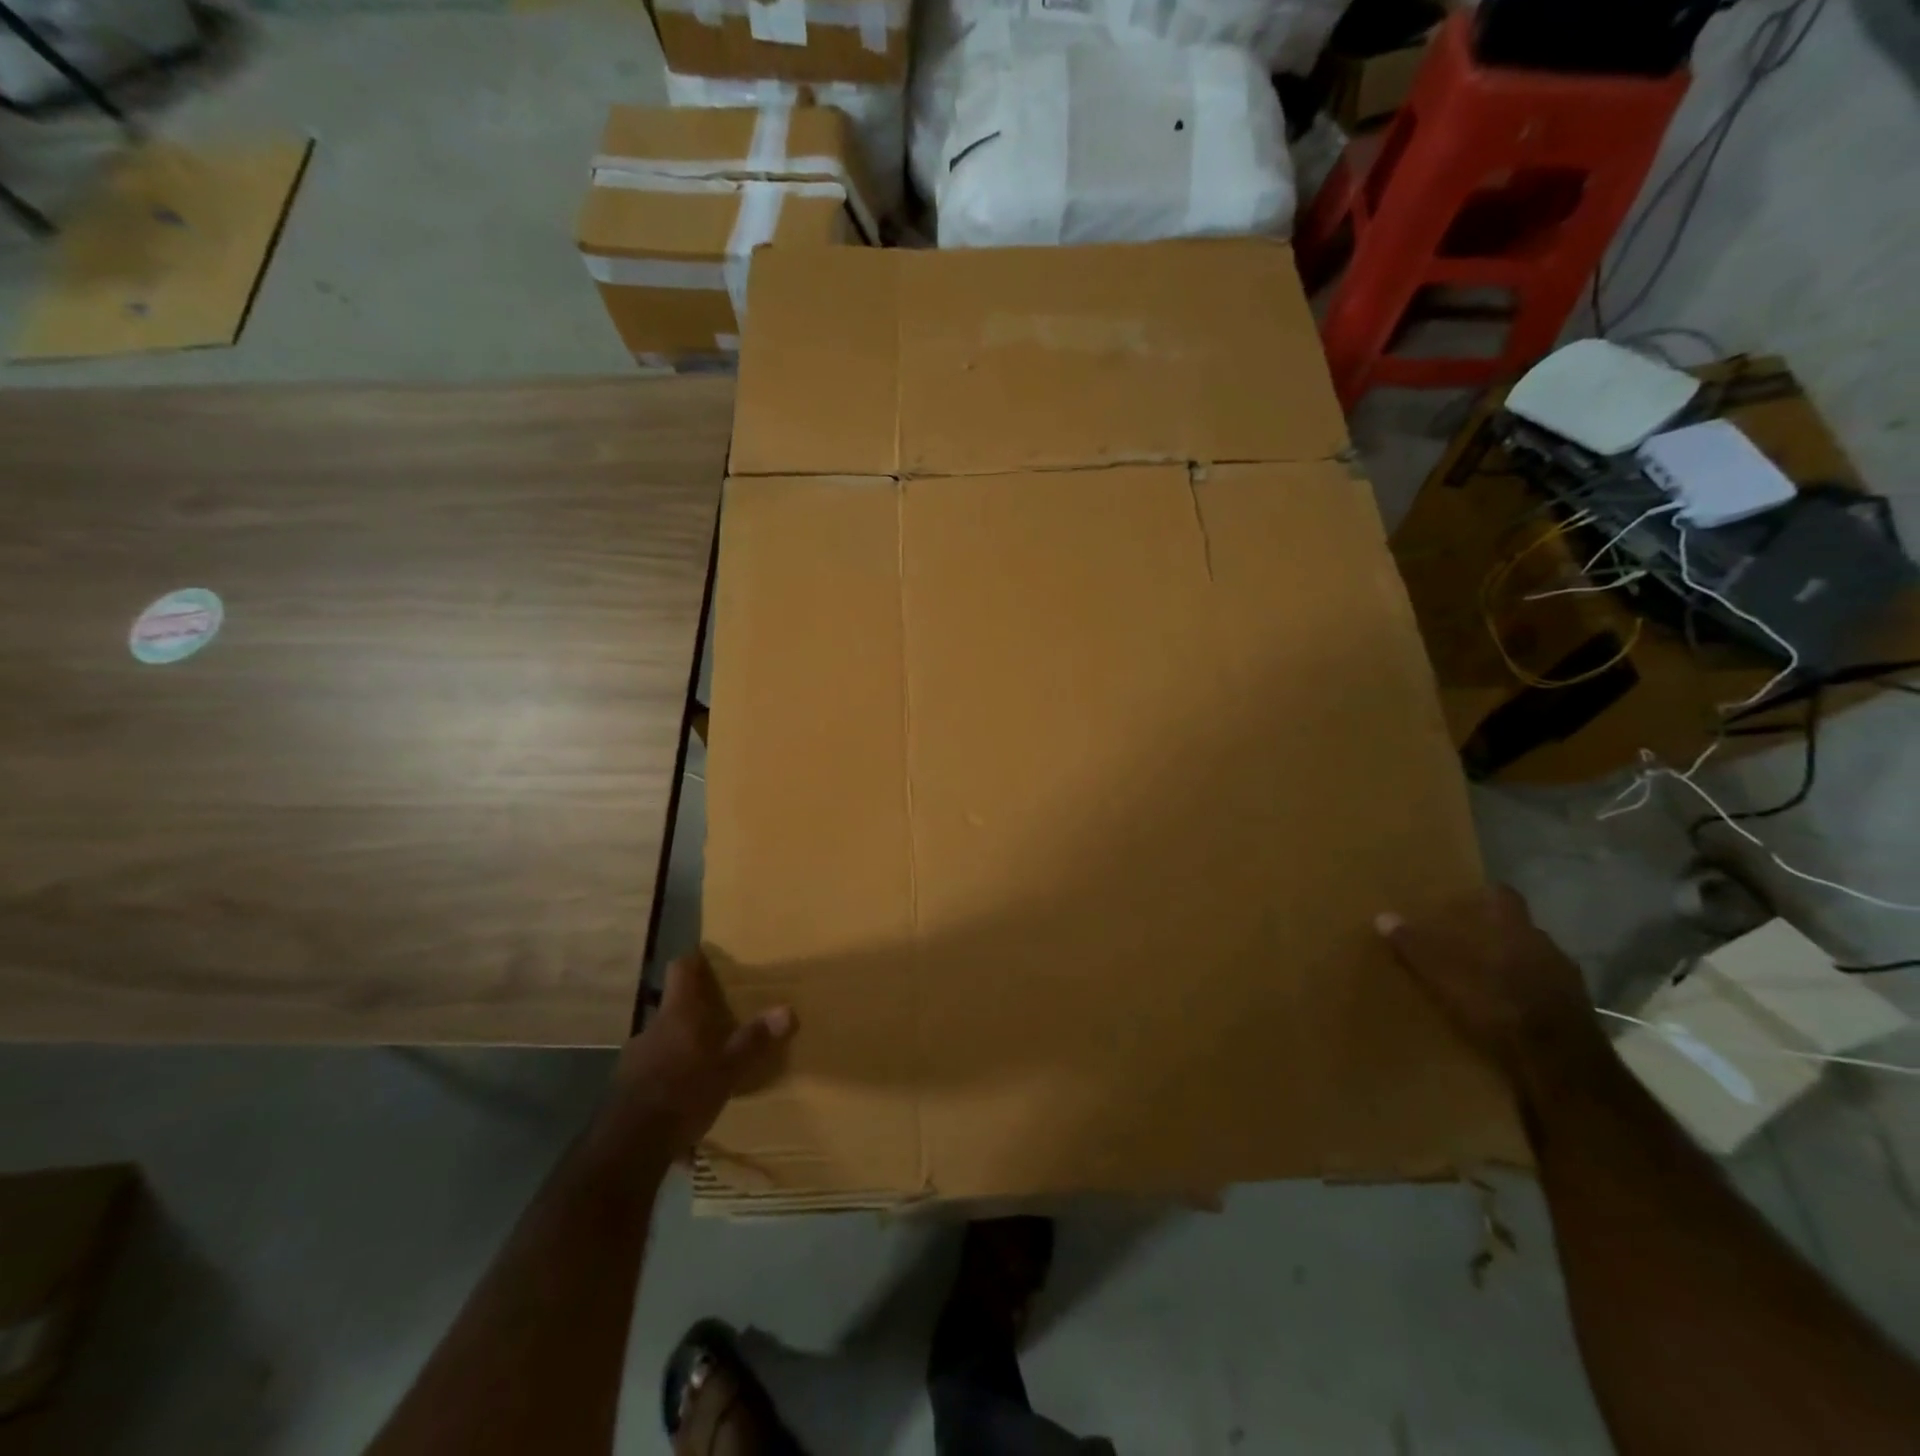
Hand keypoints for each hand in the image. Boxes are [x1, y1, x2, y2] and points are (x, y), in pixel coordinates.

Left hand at [613, 951, 794, 1155]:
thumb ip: (755, 1039)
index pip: (682, 968)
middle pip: (675, 1005)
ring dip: (682, 1044)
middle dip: (696, 1010)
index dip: (696, 960)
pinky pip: (653, 1068)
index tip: (711, 958)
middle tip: (722, 1017)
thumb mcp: (729, 1068)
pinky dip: (669, 1073)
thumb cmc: (683, 1093)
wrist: (629, 1147)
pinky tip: (684, 1094)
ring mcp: (634, 1057)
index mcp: (678, 1013)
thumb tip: (788, 1009)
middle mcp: (653, 1027)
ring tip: (705, 1060)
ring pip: (664, 1038)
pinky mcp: (626, 1087)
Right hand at [1377, 886, 1601, 1082]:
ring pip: (1535, 962)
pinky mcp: (1579, 1015)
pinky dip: (1527, 996)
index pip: (1505, 896)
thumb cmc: (1498, 1006)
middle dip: (1495, 935)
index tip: (1466, 900)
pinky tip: (1507, 1011)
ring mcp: (1568, 982)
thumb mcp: (1444, 976)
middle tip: (1465, 943)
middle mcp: (1547, 947)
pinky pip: (1546, 992)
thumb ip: (1415, 946)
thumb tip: (1383, 917)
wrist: (1560, 1066)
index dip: (1486, 895)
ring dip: (1513, 967)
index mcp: (1517, 930)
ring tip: (1484, 980)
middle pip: (1519, 929)